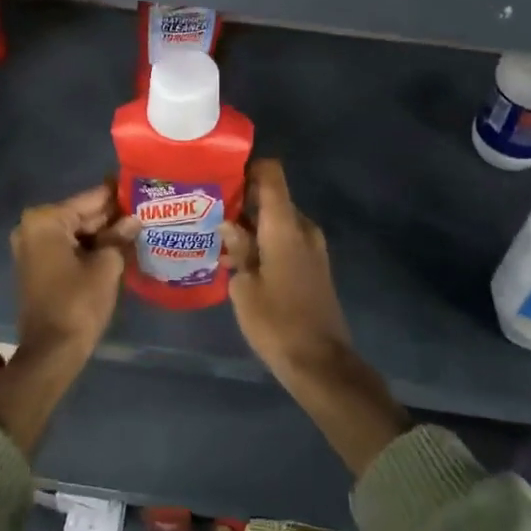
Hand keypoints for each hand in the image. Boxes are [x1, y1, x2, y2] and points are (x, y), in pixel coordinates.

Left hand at [10, 182, 130, 358]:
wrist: (52, 352)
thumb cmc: (78, 303)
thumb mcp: (106, 265)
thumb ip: (119, 237)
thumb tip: (134, 220)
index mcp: (46, 221)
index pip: (90, 199)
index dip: (117, 194)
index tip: (139, 184)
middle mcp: (33, 227)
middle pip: (81, 214)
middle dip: (111, 214)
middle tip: (145, 206)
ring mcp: (32, 247)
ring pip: (76, 232)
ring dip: (103, 232)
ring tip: (139, 223)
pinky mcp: (38, 266)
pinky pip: (68, 247)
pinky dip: (90, 246)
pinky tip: (119, 244)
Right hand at [221, 160, 407, 476]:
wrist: (321, 363)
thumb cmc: (277, 323)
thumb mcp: (244, 287)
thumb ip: (238, 248)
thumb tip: (229, 224)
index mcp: (285, 226)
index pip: (272, 174)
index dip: (249, 167)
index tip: (222, 175)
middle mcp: (303, 228)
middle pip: (273, 197)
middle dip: (242, 200)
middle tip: (209, 210)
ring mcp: (313, 247)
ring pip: (278, 221)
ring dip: (252, 224)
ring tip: (218, 237)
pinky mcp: (315, 266)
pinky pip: (287, 239)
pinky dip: (265, 241)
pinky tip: (240, 260)